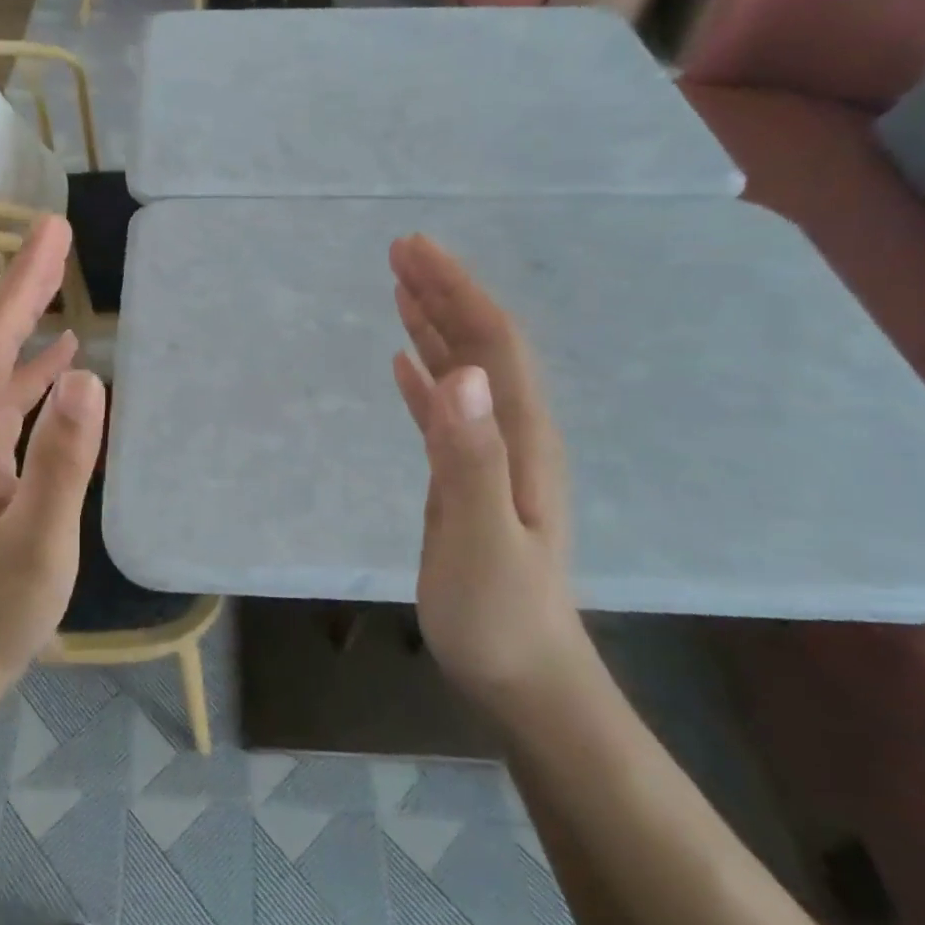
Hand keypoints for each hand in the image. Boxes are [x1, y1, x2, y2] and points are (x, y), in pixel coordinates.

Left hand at [0, 215, 106, 688]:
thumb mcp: (40, 538)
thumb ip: (63, 458)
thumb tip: (86, 377)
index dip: (21, 280)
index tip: (51, 231)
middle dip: (19, 285)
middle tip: (54, 239)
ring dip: (22, 324)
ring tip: (58, 288)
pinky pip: (0, 404)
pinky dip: (27, 374)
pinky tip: (57, 370)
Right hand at [389, 234, 584, 714]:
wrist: (523, 676)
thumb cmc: (498, 613)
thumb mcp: (481, 537)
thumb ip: (470, 456)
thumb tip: (458, 371)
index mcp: (521, 437)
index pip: (494, 342)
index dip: (457, 290)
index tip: (414, 249)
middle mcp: (513, 435)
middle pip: (483, 346)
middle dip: (445, 292)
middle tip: (400, 251)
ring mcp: (492, 457)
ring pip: (466, 372)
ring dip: (435, 325)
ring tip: (401, 288)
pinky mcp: (468, 479)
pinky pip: (447, 411)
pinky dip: (427, 377)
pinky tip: (407, 363)